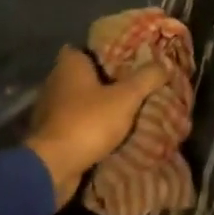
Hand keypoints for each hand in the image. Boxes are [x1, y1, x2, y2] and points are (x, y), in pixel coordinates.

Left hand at [26, 45, 172, 209]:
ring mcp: (49, 109)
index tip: (126, 58)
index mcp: (69, 64)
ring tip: (124, 109)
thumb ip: (146, 78)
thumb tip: (164, 64)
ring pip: (79, 100)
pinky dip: (88, 126)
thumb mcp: (126, 97)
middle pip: (84, 74)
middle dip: (105, 80)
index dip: (106, 51)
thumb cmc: (88, 121)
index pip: (87, 47)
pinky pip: (74, 123)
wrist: (53, 167)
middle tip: (131, 84)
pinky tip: (107, 132)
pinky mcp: (49, 134)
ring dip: (96, 105)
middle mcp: (55, 81)